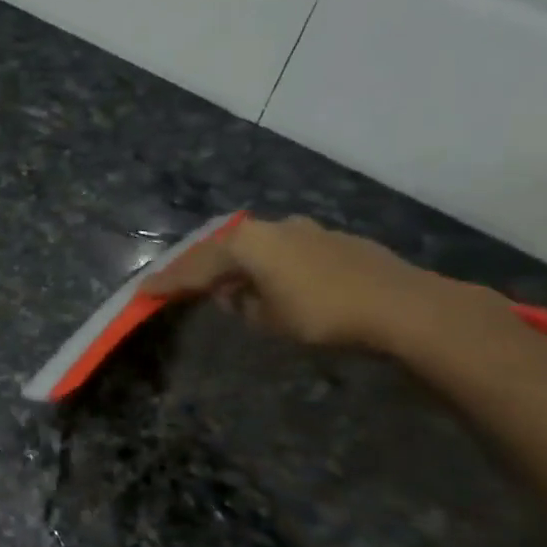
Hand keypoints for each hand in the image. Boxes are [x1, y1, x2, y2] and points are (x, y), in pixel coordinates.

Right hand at [139, 216, 513, 354]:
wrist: (403, 306)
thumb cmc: (323, 313)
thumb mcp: (268, 318)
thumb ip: (242, 304)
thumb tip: (234, 295)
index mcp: (247, 244)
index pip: (195, 266)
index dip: (168, 281)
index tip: (143, 292)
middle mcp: (271, 227)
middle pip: (223, 249)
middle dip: (200, 268)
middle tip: (179, 285)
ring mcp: (305, 230)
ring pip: (256, 247)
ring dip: (237, 265)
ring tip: (226, 286)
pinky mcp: (333, 240)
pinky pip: (283, 250)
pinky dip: (266, 265)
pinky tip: (270, 281)